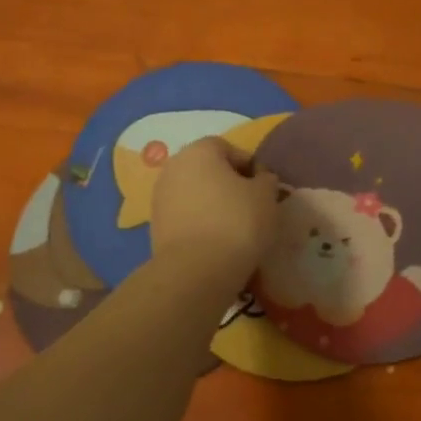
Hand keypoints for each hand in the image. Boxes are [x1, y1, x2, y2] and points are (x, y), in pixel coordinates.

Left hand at [150, 137, 279, 275]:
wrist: (196, 270)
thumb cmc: (237, 222)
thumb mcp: (266, 196)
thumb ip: (266, 179)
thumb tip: (260, 179)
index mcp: (200, 150)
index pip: (229, 149)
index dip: (250, 167)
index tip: (264, 190)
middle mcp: (174, 166)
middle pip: (208, 170)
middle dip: (229, 185)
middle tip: (251, 208)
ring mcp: (160, 197)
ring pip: (195, 194)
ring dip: (213, 205)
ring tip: (234, 229)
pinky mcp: (155, 226)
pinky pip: (185, 217)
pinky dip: (200, 223)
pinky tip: (216, 242)